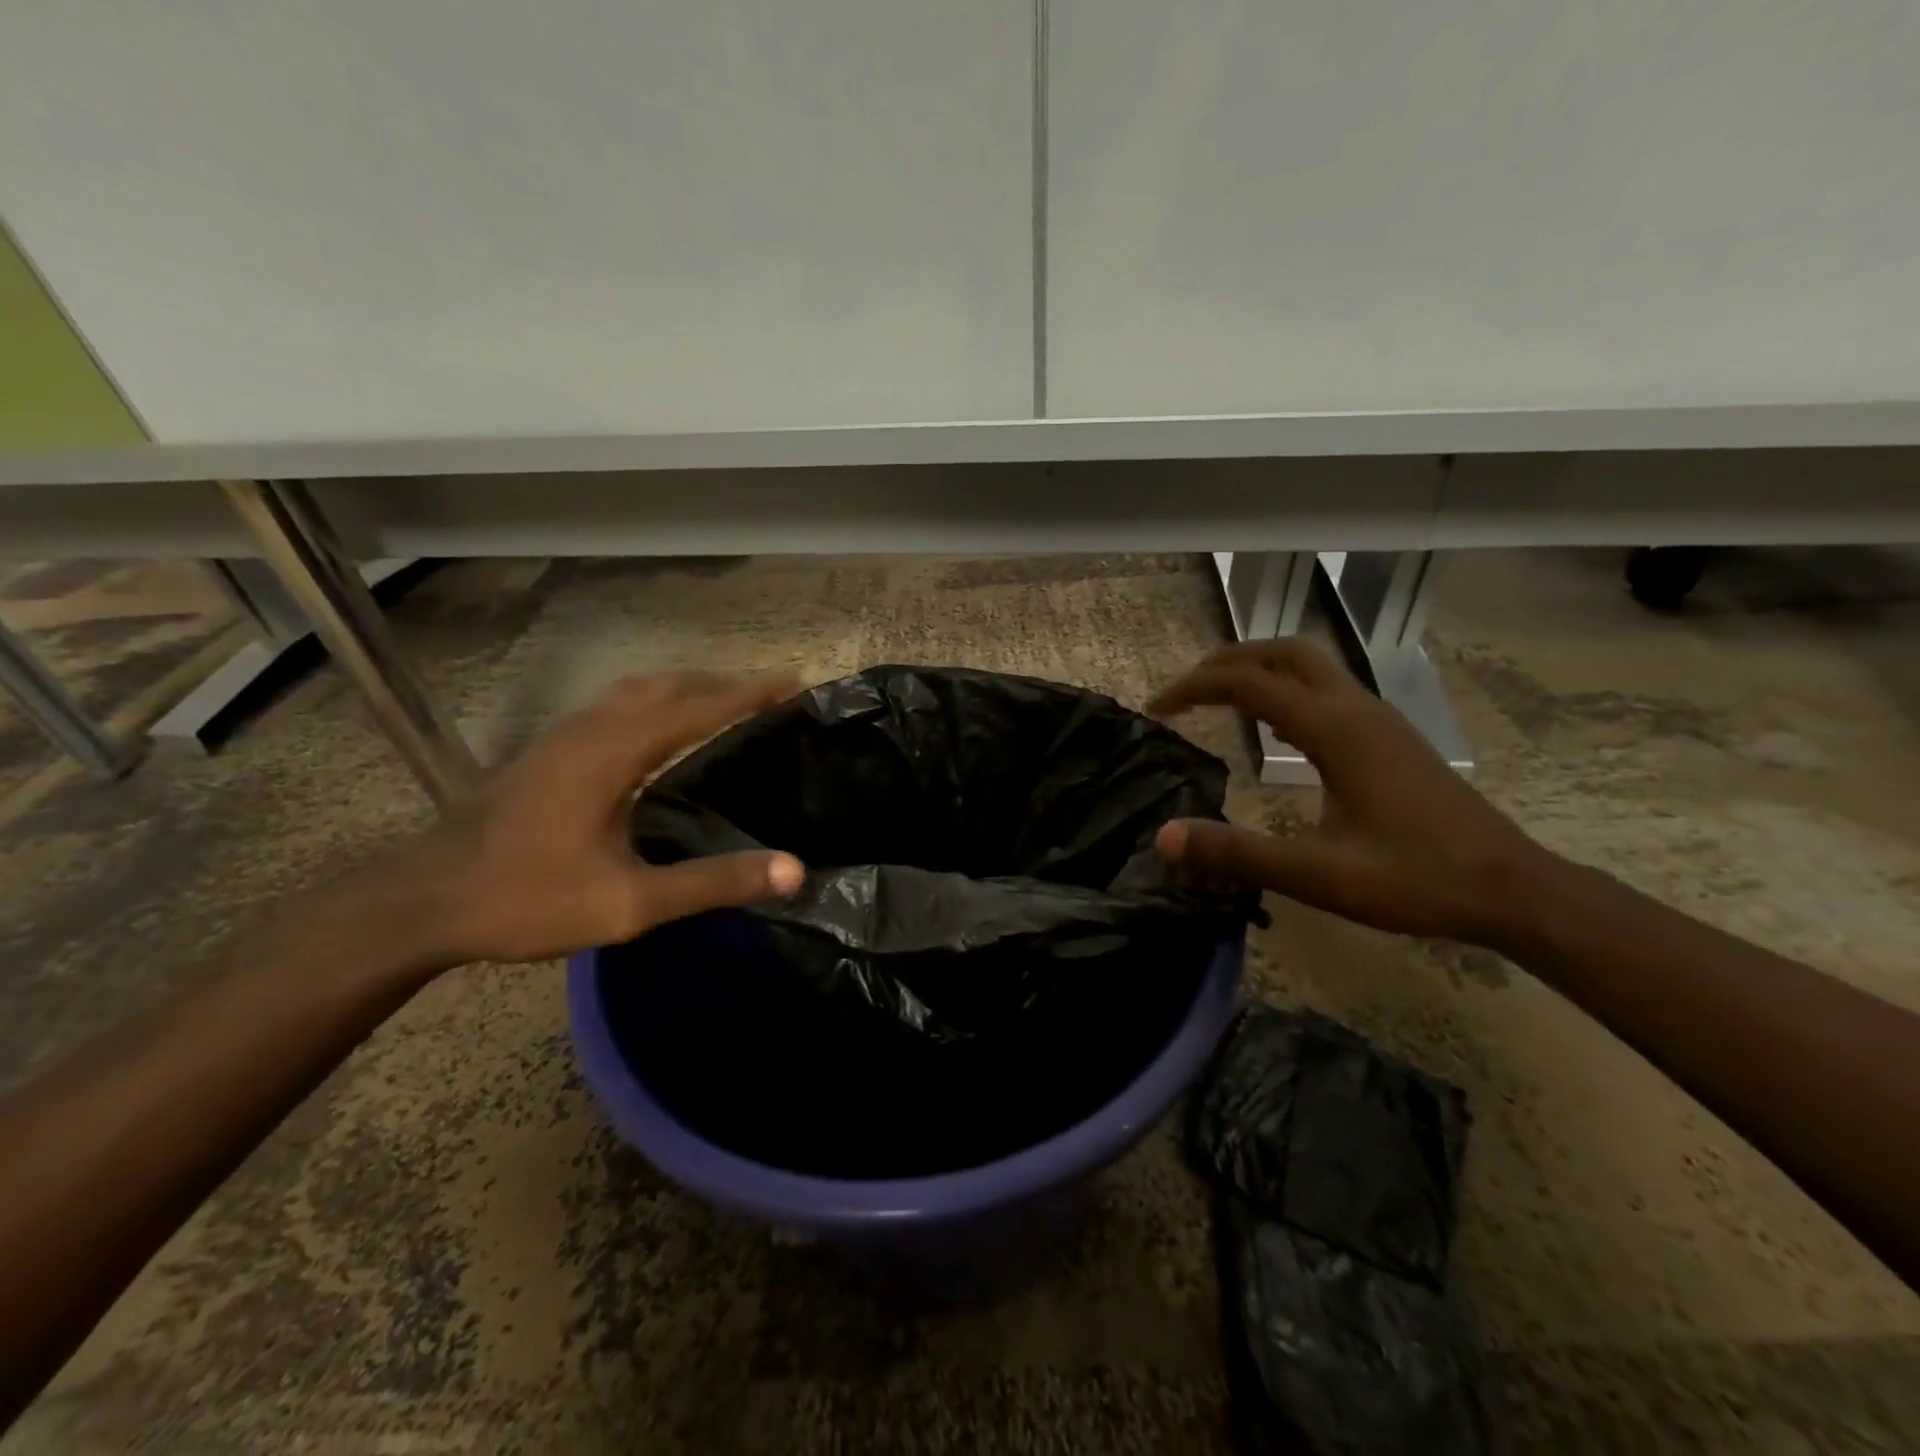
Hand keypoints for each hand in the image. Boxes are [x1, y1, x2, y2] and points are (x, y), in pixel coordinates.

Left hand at [397, 670, 805, 965]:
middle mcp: (593, 729)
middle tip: (771, 694)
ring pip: (639, 689)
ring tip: (727, 701)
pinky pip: (618, 704)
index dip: (751, 692)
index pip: (700, 707)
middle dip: (725, 682)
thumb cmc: (527, 898)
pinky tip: (661, 728)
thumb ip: (712, 883)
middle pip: (671, 685)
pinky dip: (658, 700)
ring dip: (689, 686)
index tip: (795, 682)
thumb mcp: (629, 902)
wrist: (422, 901)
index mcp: (616, 752)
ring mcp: (565, 735)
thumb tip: (793, 870)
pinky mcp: (549, 750)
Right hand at [1150, 640, 1551, 946]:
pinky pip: (1325, 689)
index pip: (1249, 682)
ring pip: (1308, 665)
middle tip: (1186, 691)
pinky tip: (1274, 728)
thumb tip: (1165, 836)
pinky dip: (1284, 689)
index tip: (1156, 708)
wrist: (1512, 889)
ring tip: (1217, 699)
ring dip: (1257, 669)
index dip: (1194, 688)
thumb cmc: (1416, 879)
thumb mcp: (1319, 874)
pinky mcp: (1388, 735)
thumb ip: (1239, 854)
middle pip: (1282, 652)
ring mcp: (1377, 718)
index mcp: (1335, 729)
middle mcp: (1355, 708)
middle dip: (1227, 660)